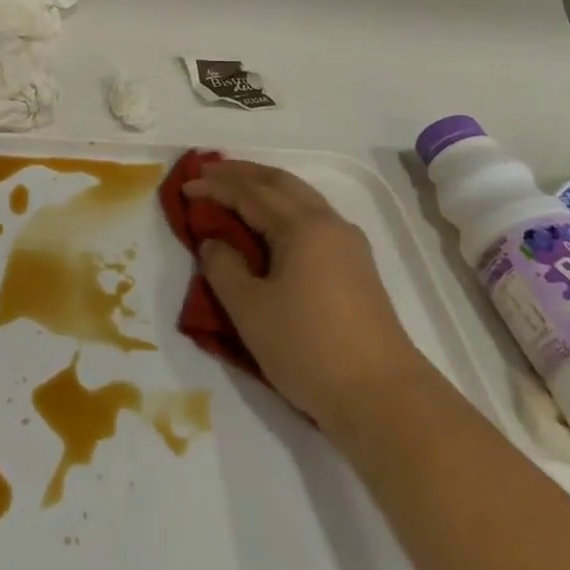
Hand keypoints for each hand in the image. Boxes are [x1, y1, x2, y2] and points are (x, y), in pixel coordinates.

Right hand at [185, 161, 423, 433]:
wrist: (384, 399)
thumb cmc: (309, 349)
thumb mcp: (250, 311)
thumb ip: (224, 268)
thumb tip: (214, 243)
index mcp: (302, 226)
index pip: (250, 193)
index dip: (216, 185)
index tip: (185, 185)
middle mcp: (328, 223)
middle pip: (280, 183)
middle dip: (242, 173)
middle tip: (208, 170)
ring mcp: (348, 244)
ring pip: (300, 198)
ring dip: (265, 188)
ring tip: (235, 189)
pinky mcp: (356, 267)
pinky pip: (312, 218)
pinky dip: (283, 209)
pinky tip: (270, 224)